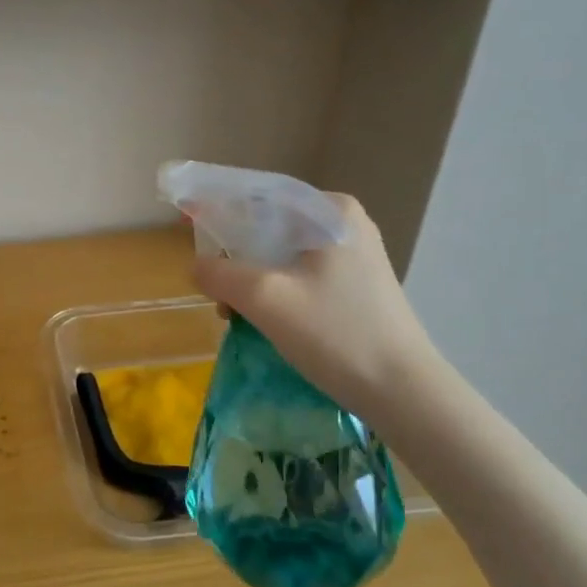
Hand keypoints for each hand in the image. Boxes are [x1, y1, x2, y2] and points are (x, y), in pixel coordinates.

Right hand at [192, 193, 438, 419]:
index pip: (258, 193)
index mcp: (329, 211)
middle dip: (231, 249)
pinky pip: (296, 273)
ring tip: (230, 309)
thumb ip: (219, 273)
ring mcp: (352, 255)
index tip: (183, 217)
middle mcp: (343, 223)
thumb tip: (197, 267)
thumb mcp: (264, 298)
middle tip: (207, 278)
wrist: (403, 393)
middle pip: (267, 224)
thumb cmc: (335, 334)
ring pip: (279, 252)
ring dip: (248, 275)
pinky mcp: (353, 284)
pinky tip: (257, 317)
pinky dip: (270, 289)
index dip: (215, 204)